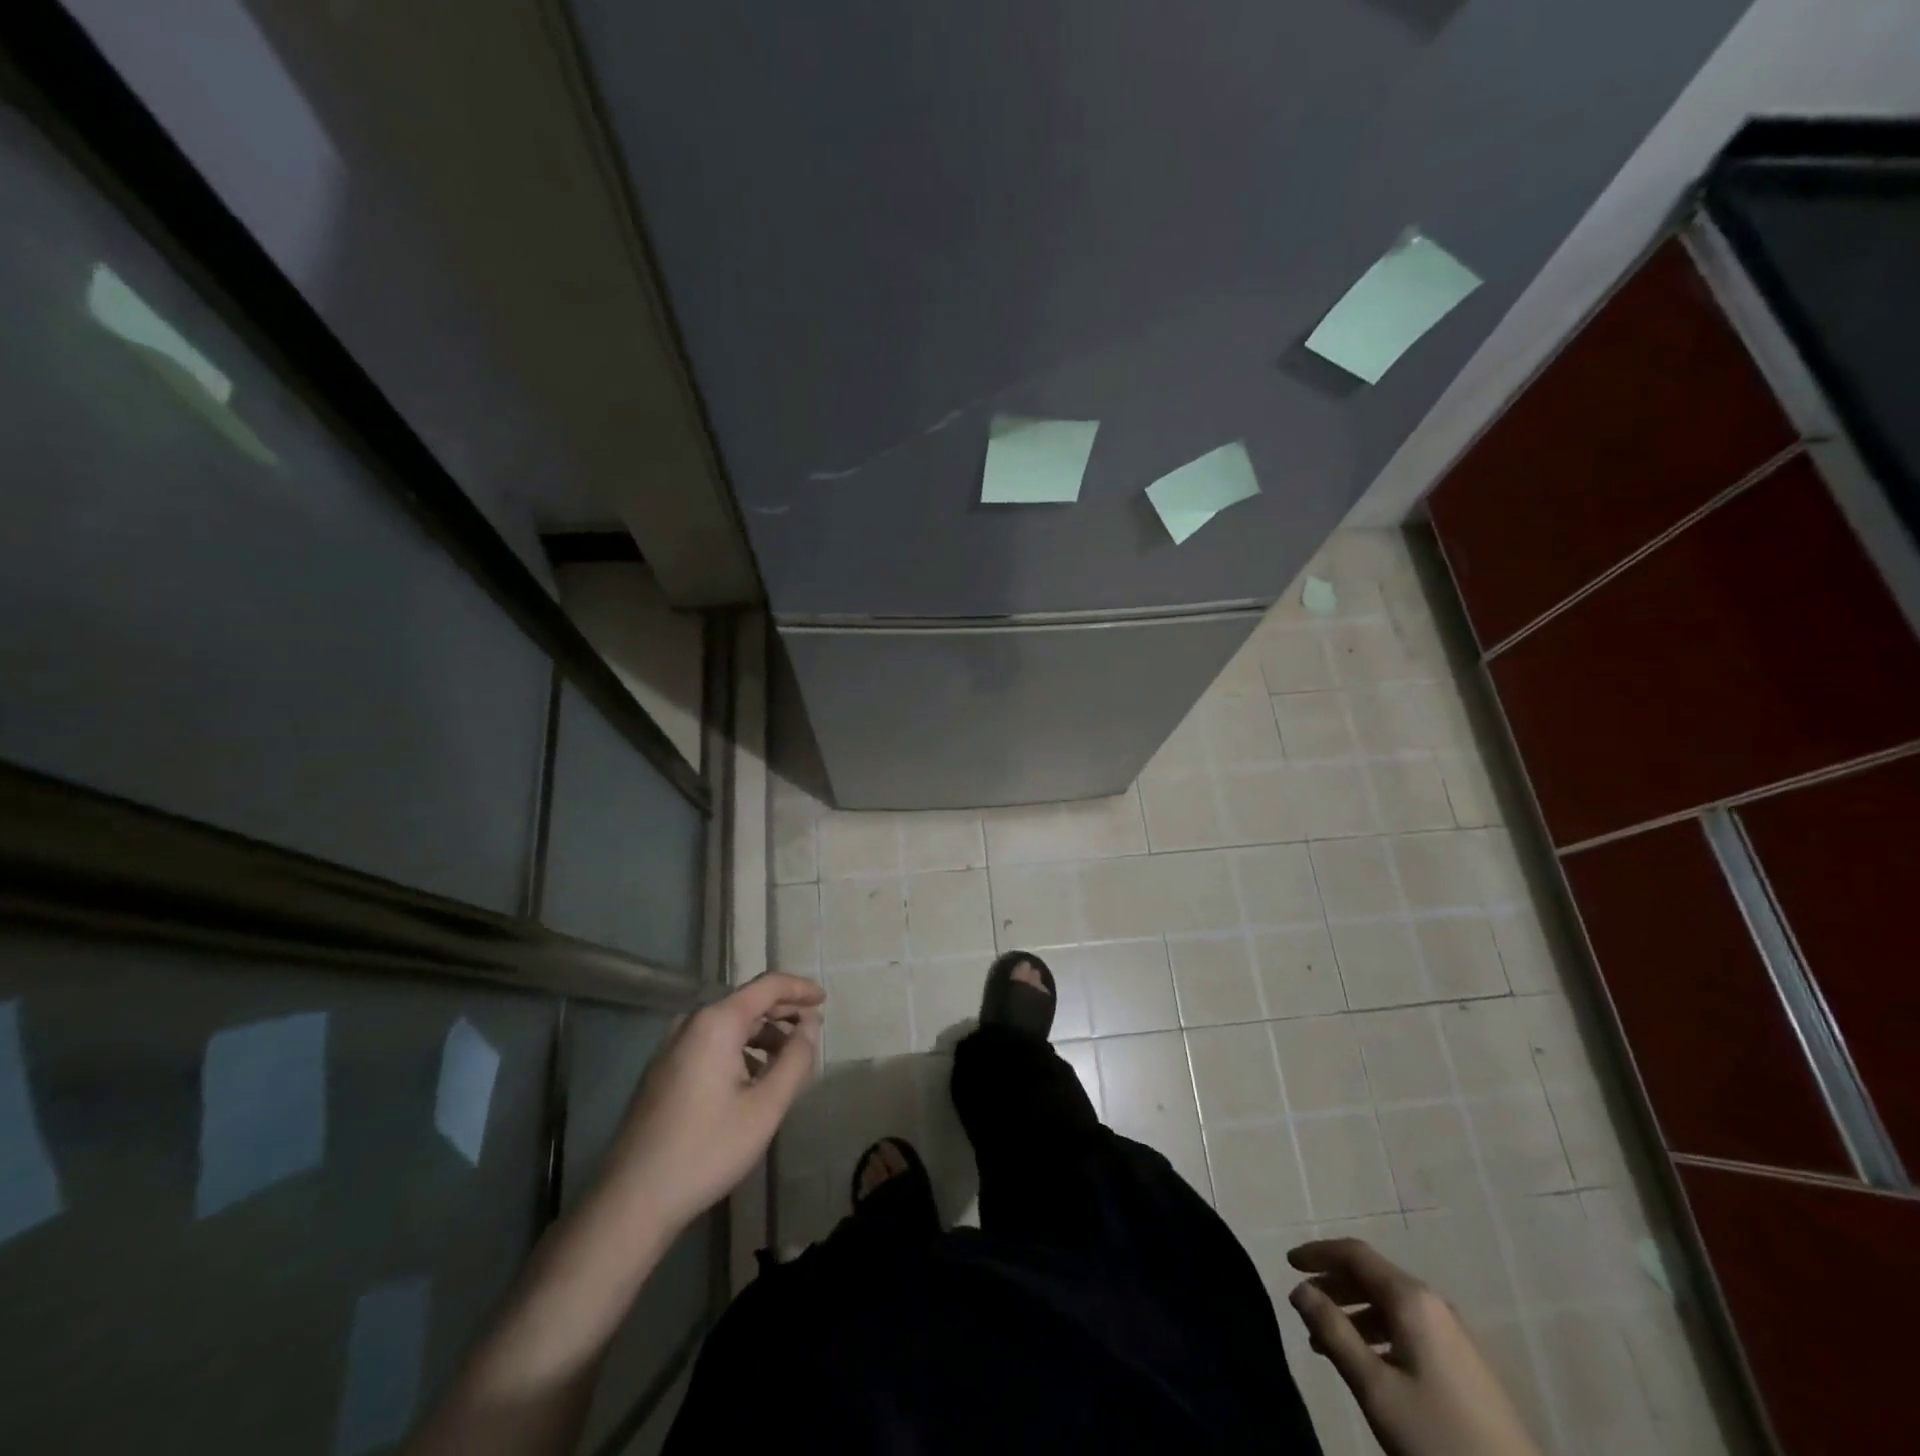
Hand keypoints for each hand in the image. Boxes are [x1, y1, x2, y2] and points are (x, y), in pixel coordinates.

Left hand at [600, 972, 824, 1235]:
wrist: (632, 1199)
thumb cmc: (707, 1149)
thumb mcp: (766, 1107)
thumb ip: (795, 1059)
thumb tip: (809, 1025)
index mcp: (716, 1022)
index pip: (767, 986)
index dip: (799, 989)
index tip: (825, 1000)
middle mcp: (692, 1022)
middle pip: (747, 1003)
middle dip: (783, 1013)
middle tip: (811, 1032)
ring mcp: (672, 1045)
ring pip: (729, 1025)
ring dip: (762, 1036)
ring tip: (788, 1061)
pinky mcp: (664, 1069)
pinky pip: (711, 1043)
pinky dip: (740, 1050)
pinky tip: (753, 1080)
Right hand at [1288, 1238, 1541, 1455]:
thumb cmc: (1437, 1436)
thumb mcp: (1375, 1387)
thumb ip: (1333, 1332)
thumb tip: (1299, 1289)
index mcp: (1412, 1299)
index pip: (1355, 1254)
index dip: (1318, 1253)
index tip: (1287, 1262)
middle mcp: (1434, 1304)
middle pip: (1373, 1276)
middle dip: (1334, 1284)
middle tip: (1302, 1303)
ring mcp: (1455, 1335)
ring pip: (1391, 1305)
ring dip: (1354, 1313)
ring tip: (1327, 1341)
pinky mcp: (1466, 1365)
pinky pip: (1410, 1329)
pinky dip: (1378, 1332)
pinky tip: (1368, 1363)